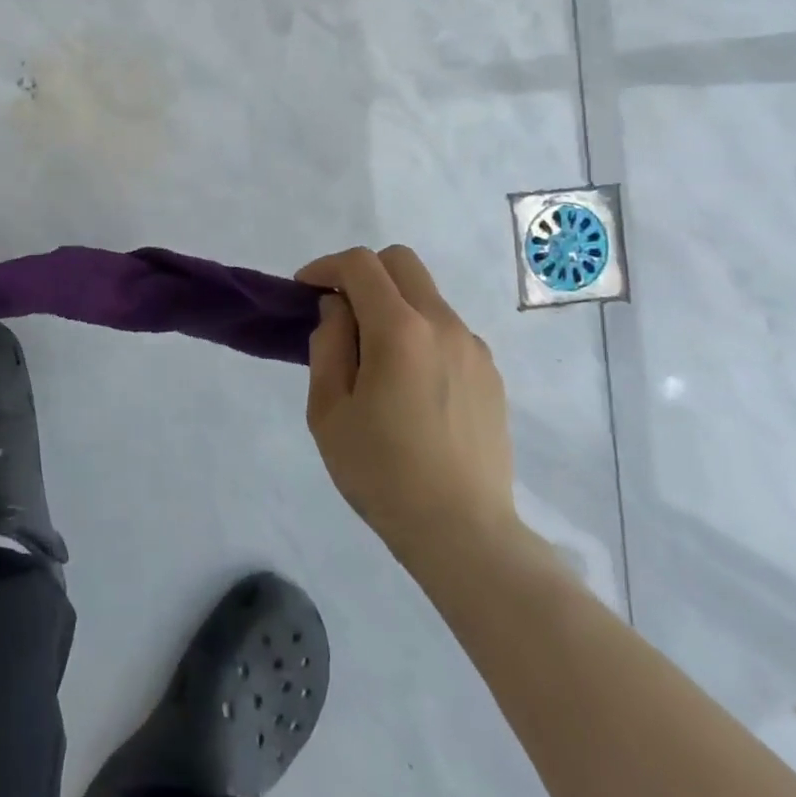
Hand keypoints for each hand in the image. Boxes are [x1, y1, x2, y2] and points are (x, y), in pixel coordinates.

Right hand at [296, 246, 517, 563]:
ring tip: (374, 355)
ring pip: (426, 294)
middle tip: (340, 310)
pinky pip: (447, 329)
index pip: (360, 265)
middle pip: (400, 261)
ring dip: (393, 303)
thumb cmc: (383, 473)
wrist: (464, 535)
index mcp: (399, 330)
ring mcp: (473, 347)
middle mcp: (442, 324)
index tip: (305, 290)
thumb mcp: (329, 411)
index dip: (325, 267)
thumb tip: (338, 310)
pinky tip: (410, 382)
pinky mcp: (490, 373)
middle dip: (363, 272)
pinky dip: (419, 332)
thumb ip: (328, 345)